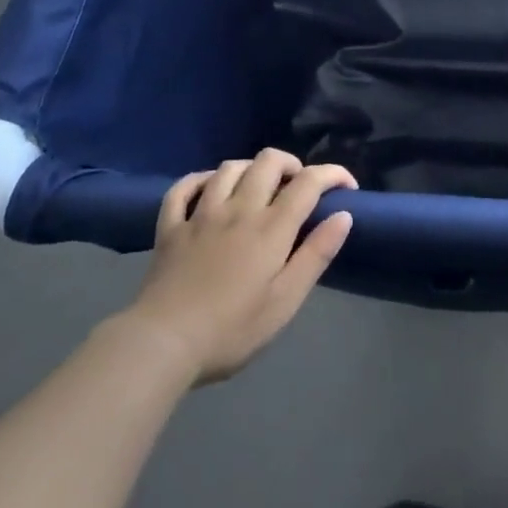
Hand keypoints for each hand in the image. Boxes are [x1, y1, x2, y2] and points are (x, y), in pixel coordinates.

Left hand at [123, 148, 355, 385]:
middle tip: (298, 187)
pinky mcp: (171, 227)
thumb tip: (343, 215)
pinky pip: (183, 188)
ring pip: (229, 168)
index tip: (346, 187)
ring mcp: (201, 214)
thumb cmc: (230, 330)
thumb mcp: (284, 302)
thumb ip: (316, 255)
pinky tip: (208, 189)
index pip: (309, 182)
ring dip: (250, 169)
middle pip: (268, 161)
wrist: (161, 346)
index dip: (332, 174)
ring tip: (258, 187)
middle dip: (291, 164)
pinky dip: (199, 180)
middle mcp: (239, 208)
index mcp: (270, 227)